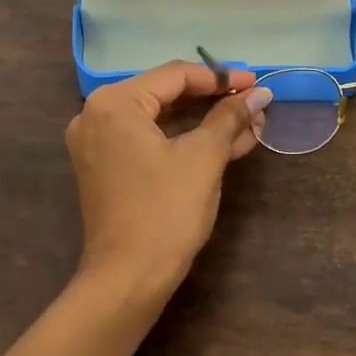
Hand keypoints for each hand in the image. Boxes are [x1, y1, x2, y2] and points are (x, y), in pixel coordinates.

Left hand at [64, 61, 272, 301]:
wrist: (127, 280)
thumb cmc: (165, 211)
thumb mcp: (203, 158)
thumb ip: (230, 117)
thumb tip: (259, 94)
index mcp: (114, 103)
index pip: (174, 75)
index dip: (220, 78)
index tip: (255, 83)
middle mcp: (97, 115)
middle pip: (166, 95)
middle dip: (214, 101)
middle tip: (254, 104)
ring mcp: (98, 143)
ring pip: (160, 120)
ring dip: (204, 123)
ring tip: (249, 125)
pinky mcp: (106, 168)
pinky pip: (149, 141)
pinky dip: (184, 141)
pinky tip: (225, 143)